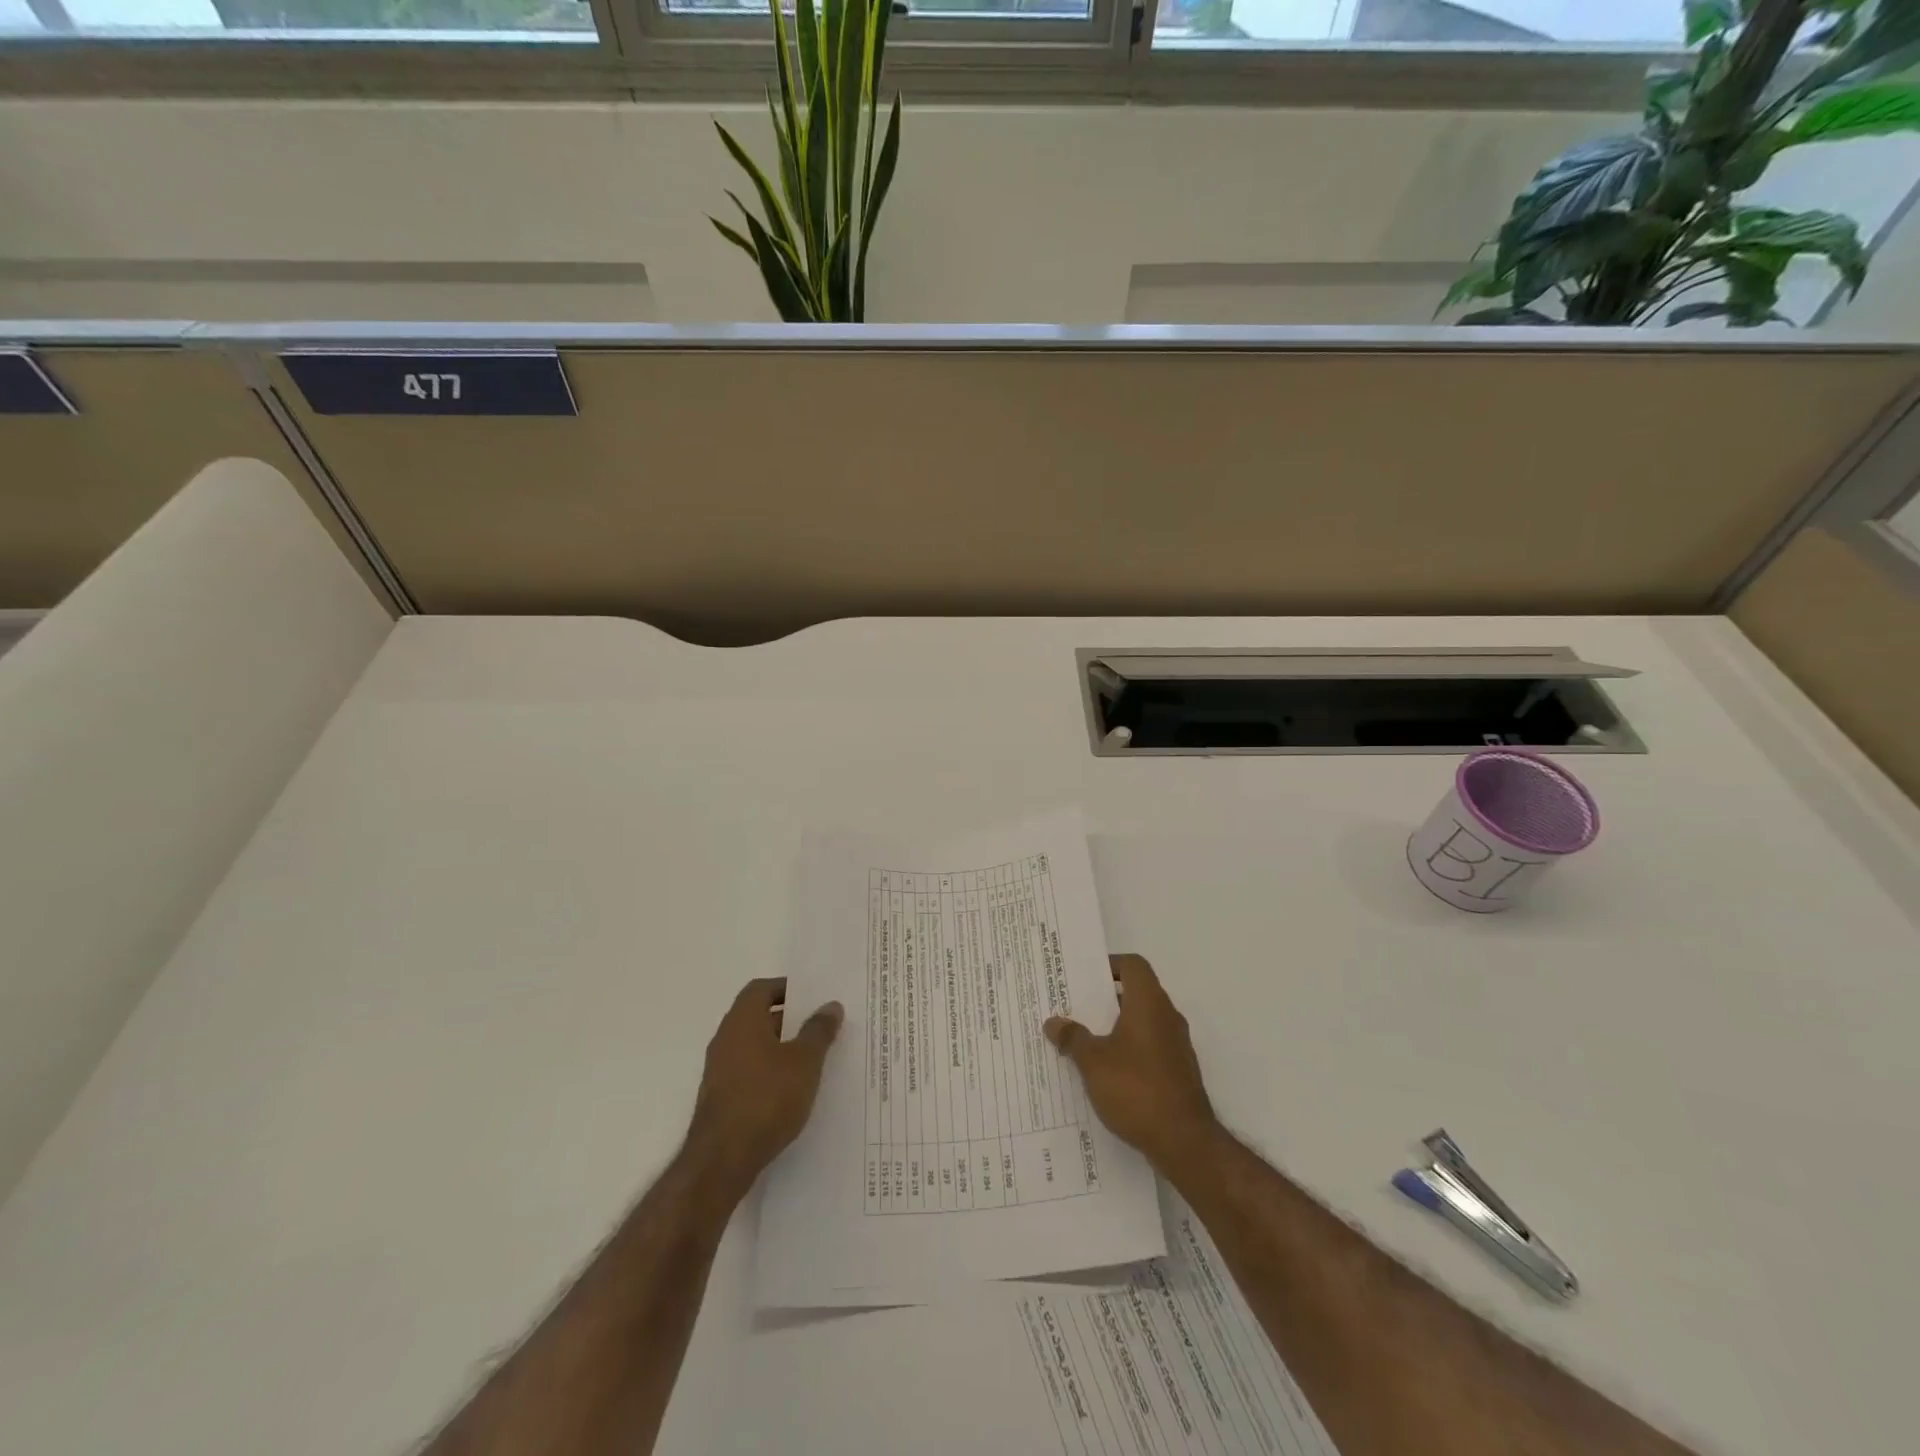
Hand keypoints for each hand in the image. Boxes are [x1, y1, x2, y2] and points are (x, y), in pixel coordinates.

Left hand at [685, 977, 842, 1195]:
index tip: (813, 997)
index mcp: (742, 1020)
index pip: (761, 989)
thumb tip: (830, 1005)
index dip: (786, 988)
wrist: (722, 1161)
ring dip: (780, 1048)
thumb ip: (818, 1030)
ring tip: (813, 1058)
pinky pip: (749, 1072)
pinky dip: (770, 1072)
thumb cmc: (766, 1098)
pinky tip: (792, 1090)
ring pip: (754, 1046)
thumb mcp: (804, 1061)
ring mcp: (720, 1070)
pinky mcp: (721, 1098)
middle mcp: (726, 1039)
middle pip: (758, 1016)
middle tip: (820, 1026)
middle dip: (789, 1019)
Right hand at [1044, 954, 1219, 1173]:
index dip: (1110, 965)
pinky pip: (1150, 1046)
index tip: (1084, 977)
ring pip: (1143, 1021)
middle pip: (1137, 992)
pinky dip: (1129, 1048)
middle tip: (1075, 1006)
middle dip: (1106, 998)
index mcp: (1149, 1003)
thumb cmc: (1136, 1089)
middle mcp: (1167, 1017)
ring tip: (1084, 1038)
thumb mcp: (1093, 1062)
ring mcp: (1176, 1045)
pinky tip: (1106, 1071)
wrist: (1185, 1142)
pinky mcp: (1179, 1071)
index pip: (1133, 965)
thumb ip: (1073, 1038)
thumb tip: (1053, 1022)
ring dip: (1116, 1025)